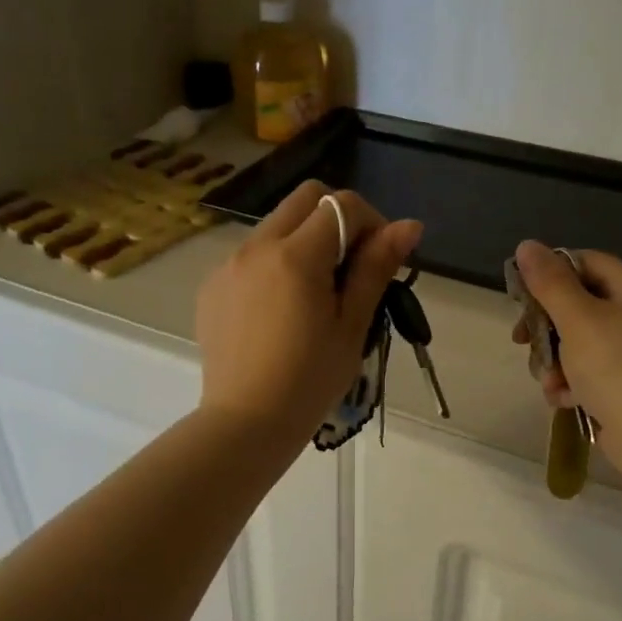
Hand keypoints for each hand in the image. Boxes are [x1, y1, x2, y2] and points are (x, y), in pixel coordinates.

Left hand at [197, 181, 421, 452]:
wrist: (246, 422)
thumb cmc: (310, 380)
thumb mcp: (352, 325)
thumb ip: (376, 267)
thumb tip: (409, 225)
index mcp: (295, 256)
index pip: (341, 204)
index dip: (371, 221)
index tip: (380, 259)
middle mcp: (256, 247)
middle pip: (305, 198)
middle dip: (337, 217)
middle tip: (352, 266)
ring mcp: (227, 265)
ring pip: (275, 225)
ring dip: (305, 239)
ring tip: (316, 292)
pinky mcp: (212, 286)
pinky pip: (250, 255)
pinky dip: (275, 263)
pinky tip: (281, 310)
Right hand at [511, 240, 621, 491]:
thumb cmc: (620, 370)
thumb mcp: (578, 320)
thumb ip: (550, 283)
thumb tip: (527, 245)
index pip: (585, 263)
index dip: (549, 274)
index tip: (520, 298)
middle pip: (579, 305)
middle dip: (546, 328)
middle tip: (522, 342)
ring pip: (580, 343)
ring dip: (555, 362)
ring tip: (550, 383)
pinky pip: (592, 374)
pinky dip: (573, 384)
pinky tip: (564, 401)